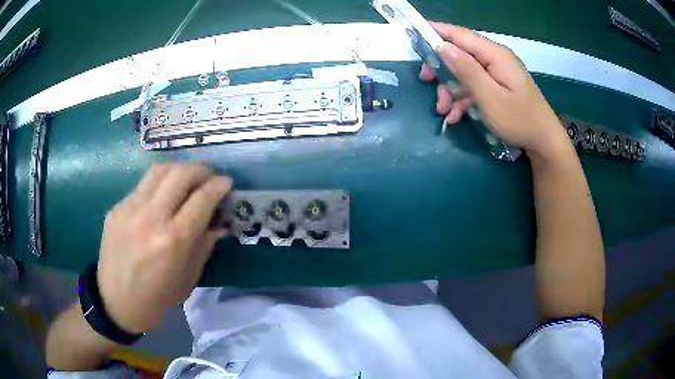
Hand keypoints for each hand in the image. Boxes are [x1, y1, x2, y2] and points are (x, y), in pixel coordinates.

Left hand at [97, 164, 231, 332]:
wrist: (118, 301)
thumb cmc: (159, 296)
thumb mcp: (190, 276)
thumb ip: (206, 243)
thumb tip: (220, 221)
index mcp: (174, 240)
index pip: (202, 198)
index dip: (219, 185)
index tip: (227, 182)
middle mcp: (151, 217)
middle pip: (181, 174)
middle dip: (201, 169)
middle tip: (209, 175)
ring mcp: (130, 209)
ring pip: (159, 170)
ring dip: (179, 168)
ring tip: (187, 177)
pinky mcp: (117, 208)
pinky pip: (142, 186)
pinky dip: (159, 184)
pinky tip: (162, 196)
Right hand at [420, 22, 568, 157]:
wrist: (544, 142)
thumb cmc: (519, 120)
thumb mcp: (489, 97)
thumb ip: (466, 70)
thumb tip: (442, 46)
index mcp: (494, 54)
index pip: (459, 34)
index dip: (435, 32)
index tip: (413, 35)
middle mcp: (494, 58)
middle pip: (460, 54)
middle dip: (441, 69)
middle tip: (426, 82)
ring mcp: (497, 72)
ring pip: (464, 72)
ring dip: (451, 89)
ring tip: (444, 112)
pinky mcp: (498, 86)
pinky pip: (475, 86)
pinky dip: (463, 98)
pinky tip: (456, 116)